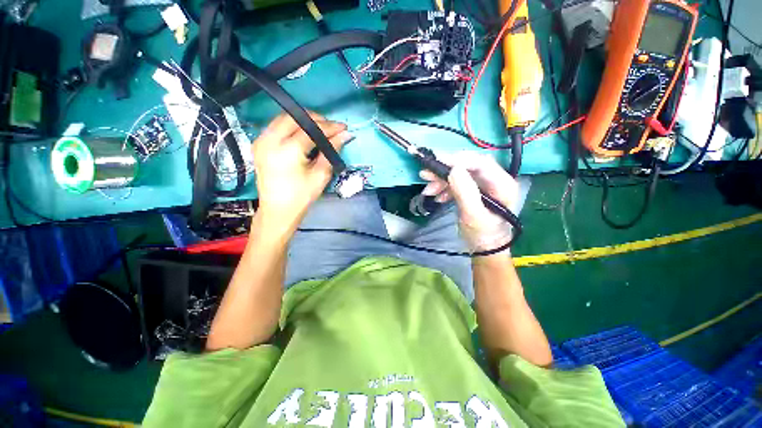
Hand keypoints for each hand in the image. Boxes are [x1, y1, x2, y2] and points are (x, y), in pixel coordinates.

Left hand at [253, 112, 351, 227]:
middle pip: (295, 118)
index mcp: (287, 151)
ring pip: (283, 118)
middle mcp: (270, 140)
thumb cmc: (301, 196)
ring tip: (319, 129)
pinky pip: (276, 126)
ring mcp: (261, 141)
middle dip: (315, 119)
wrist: (278, 210)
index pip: (311, 130)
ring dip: (303, 120)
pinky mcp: (258, 144)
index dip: (329, 127)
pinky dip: (291, 125)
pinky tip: (303, 133)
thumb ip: (331, 151)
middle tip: (331, 127)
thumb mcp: (320, 175)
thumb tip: (344, 135)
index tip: (343, 127)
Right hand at [420, 152, 518, 251]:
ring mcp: (482, 185)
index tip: (436, 161)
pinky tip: (437, 196)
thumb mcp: (473, 216)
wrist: (484, 249)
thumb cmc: (483, 235)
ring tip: (428, 190)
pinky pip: (456, 183)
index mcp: (502, 184)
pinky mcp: (472, 190)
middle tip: (426, 174)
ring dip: (441, 180)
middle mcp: (493, 180)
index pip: (480, 163)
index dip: (458, 159)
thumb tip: (453, 169)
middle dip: (445, 170)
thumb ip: (465, 192)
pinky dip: (444, 188)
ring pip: (459, 174)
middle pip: (467, 166)